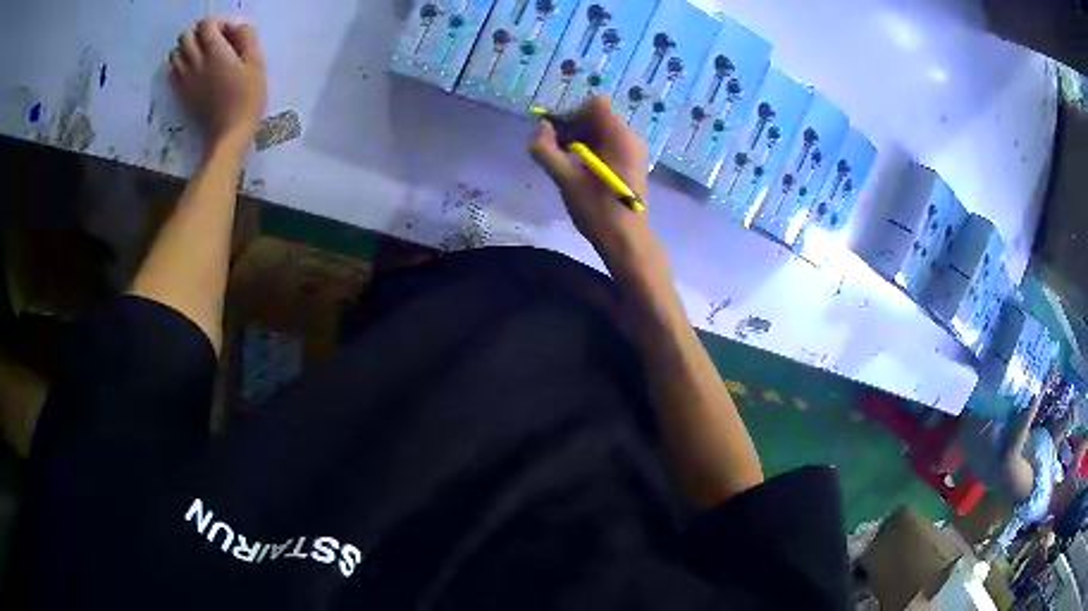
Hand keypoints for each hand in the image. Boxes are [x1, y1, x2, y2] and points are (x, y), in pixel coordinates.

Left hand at [170, 19, 266, 149]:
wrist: (230, 132)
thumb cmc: (248, 96)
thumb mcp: (257, 61)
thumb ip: (246, 36)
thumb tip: (236, 26)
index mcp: (215, 51)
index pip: (206, 24)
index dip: (217, 23)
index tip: (228, 34)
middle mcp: (196, 62)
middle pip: (186, 36)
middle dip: (198, 34)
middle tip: (212, 42)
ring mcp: (185, 79)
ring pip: (175, 54)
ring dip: (186, 49)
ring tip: (200, 55)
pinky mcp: (181, 94)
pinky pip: (171, 73)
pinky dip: (178, 66)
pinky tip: (190, 70)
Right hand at [529, 97, 661, 273]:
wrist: (627, 242)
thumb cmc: (599, 211)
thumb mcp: (566, 180)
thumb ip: (546, 150)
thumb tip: (539, 127)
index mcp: (620, 136)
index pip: (594, 104)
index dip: (571, 113)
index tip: (557, 135)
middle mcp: (631, 138)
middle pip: (597, 116)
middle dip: (573, 128)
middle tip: (557, 152)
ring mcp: (634, 152)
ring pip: (602, 132)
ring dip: (580, 141)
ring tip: (568, 165)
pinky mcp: (632, 164)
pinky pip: (609, 145)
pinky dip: (592, 151)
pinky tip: (582, 173)